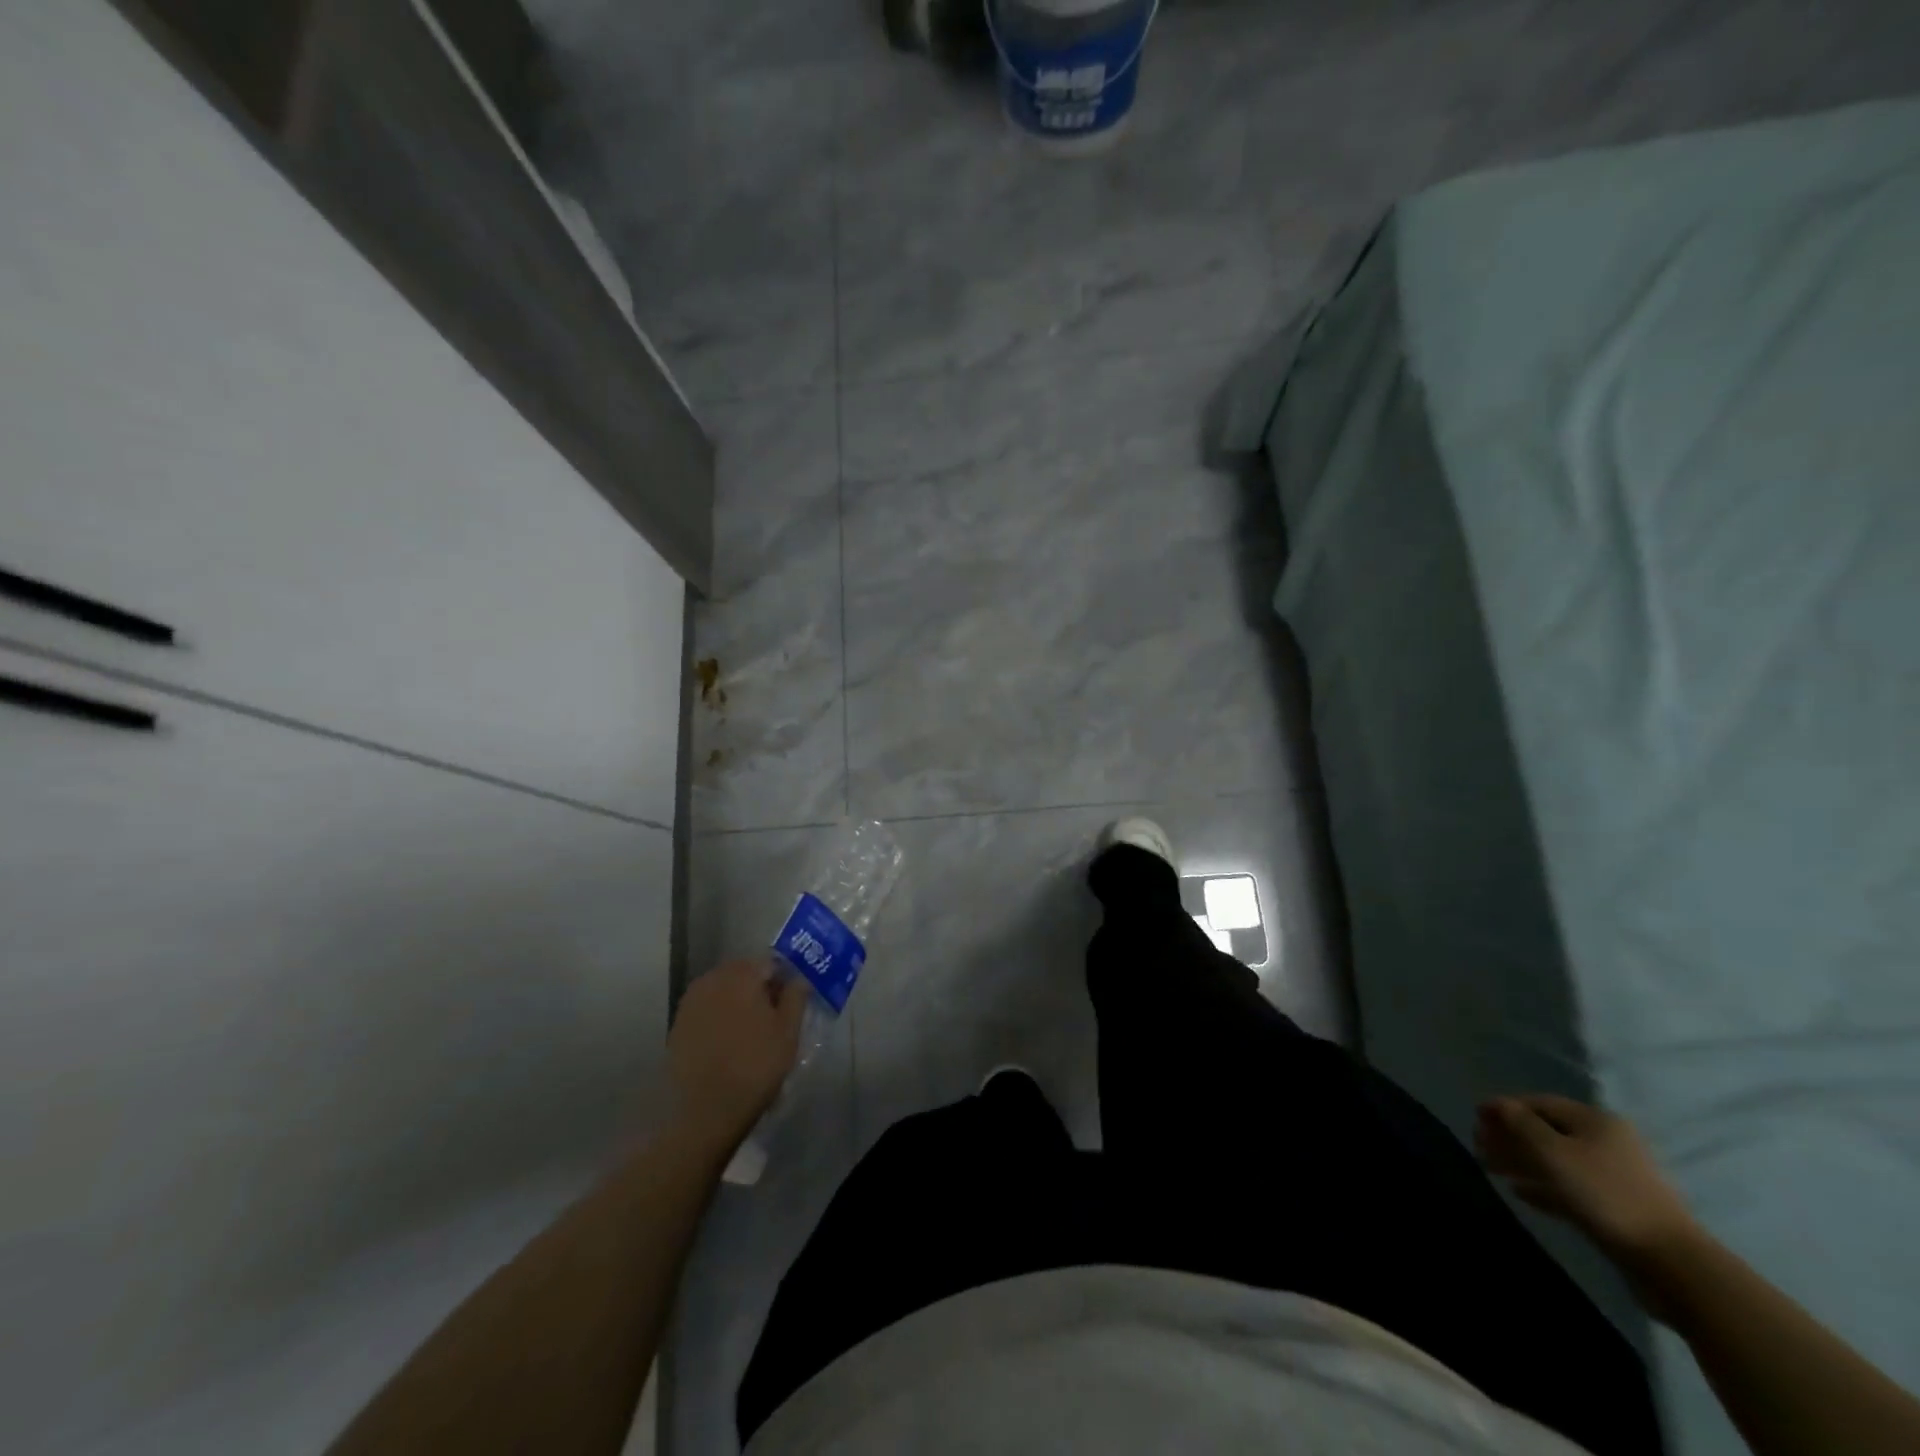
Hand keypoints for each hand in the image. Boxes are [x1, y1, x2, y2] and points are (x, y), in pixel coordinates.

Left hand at [667, 959, 808, 1150]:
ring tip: (752, 1032)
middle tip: (774, 1017)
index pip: (770, 962)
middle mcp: (712, 978)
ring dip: (738, 1002)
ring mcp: (691, 1001)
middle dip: (760, 988)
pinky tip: (729, 1042)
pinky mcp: (678, 1024)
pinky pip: (707, 1009)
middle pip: (744, 973)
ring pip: (723, 991)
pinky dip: (720, 1017)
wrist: (703, 1111)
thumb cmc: (754, 1066)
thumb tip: (799, 978)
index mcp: (741, 974)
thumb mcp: (788, 1032)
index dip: (784, 979)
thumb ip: (796, 997)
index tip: (792, 1001)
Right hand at [1476, 1094, 1700, 1272]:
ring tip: (1491, 1169)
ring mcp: (1613, 1176)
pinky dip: (1542, 1186)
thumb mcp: (1553, 1152)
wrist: (1670, 1263)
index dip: (1504, 1107)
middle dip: (1510, 1136)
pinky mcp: (1615, 1207)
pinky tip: (1520, 1193)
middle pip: (1546, 1131)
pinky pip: (1568, 1187)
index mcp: (1595, 1121)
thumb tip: (1499, 1105)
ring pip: (1555, 1160)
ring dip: (1522, 1161)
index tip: (1475, 1117)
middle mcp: (1605, 1142)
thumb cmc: (1604, 1194)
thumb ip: (1521, 1124)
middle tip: (1478, 1146)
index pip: (1539, 1103)